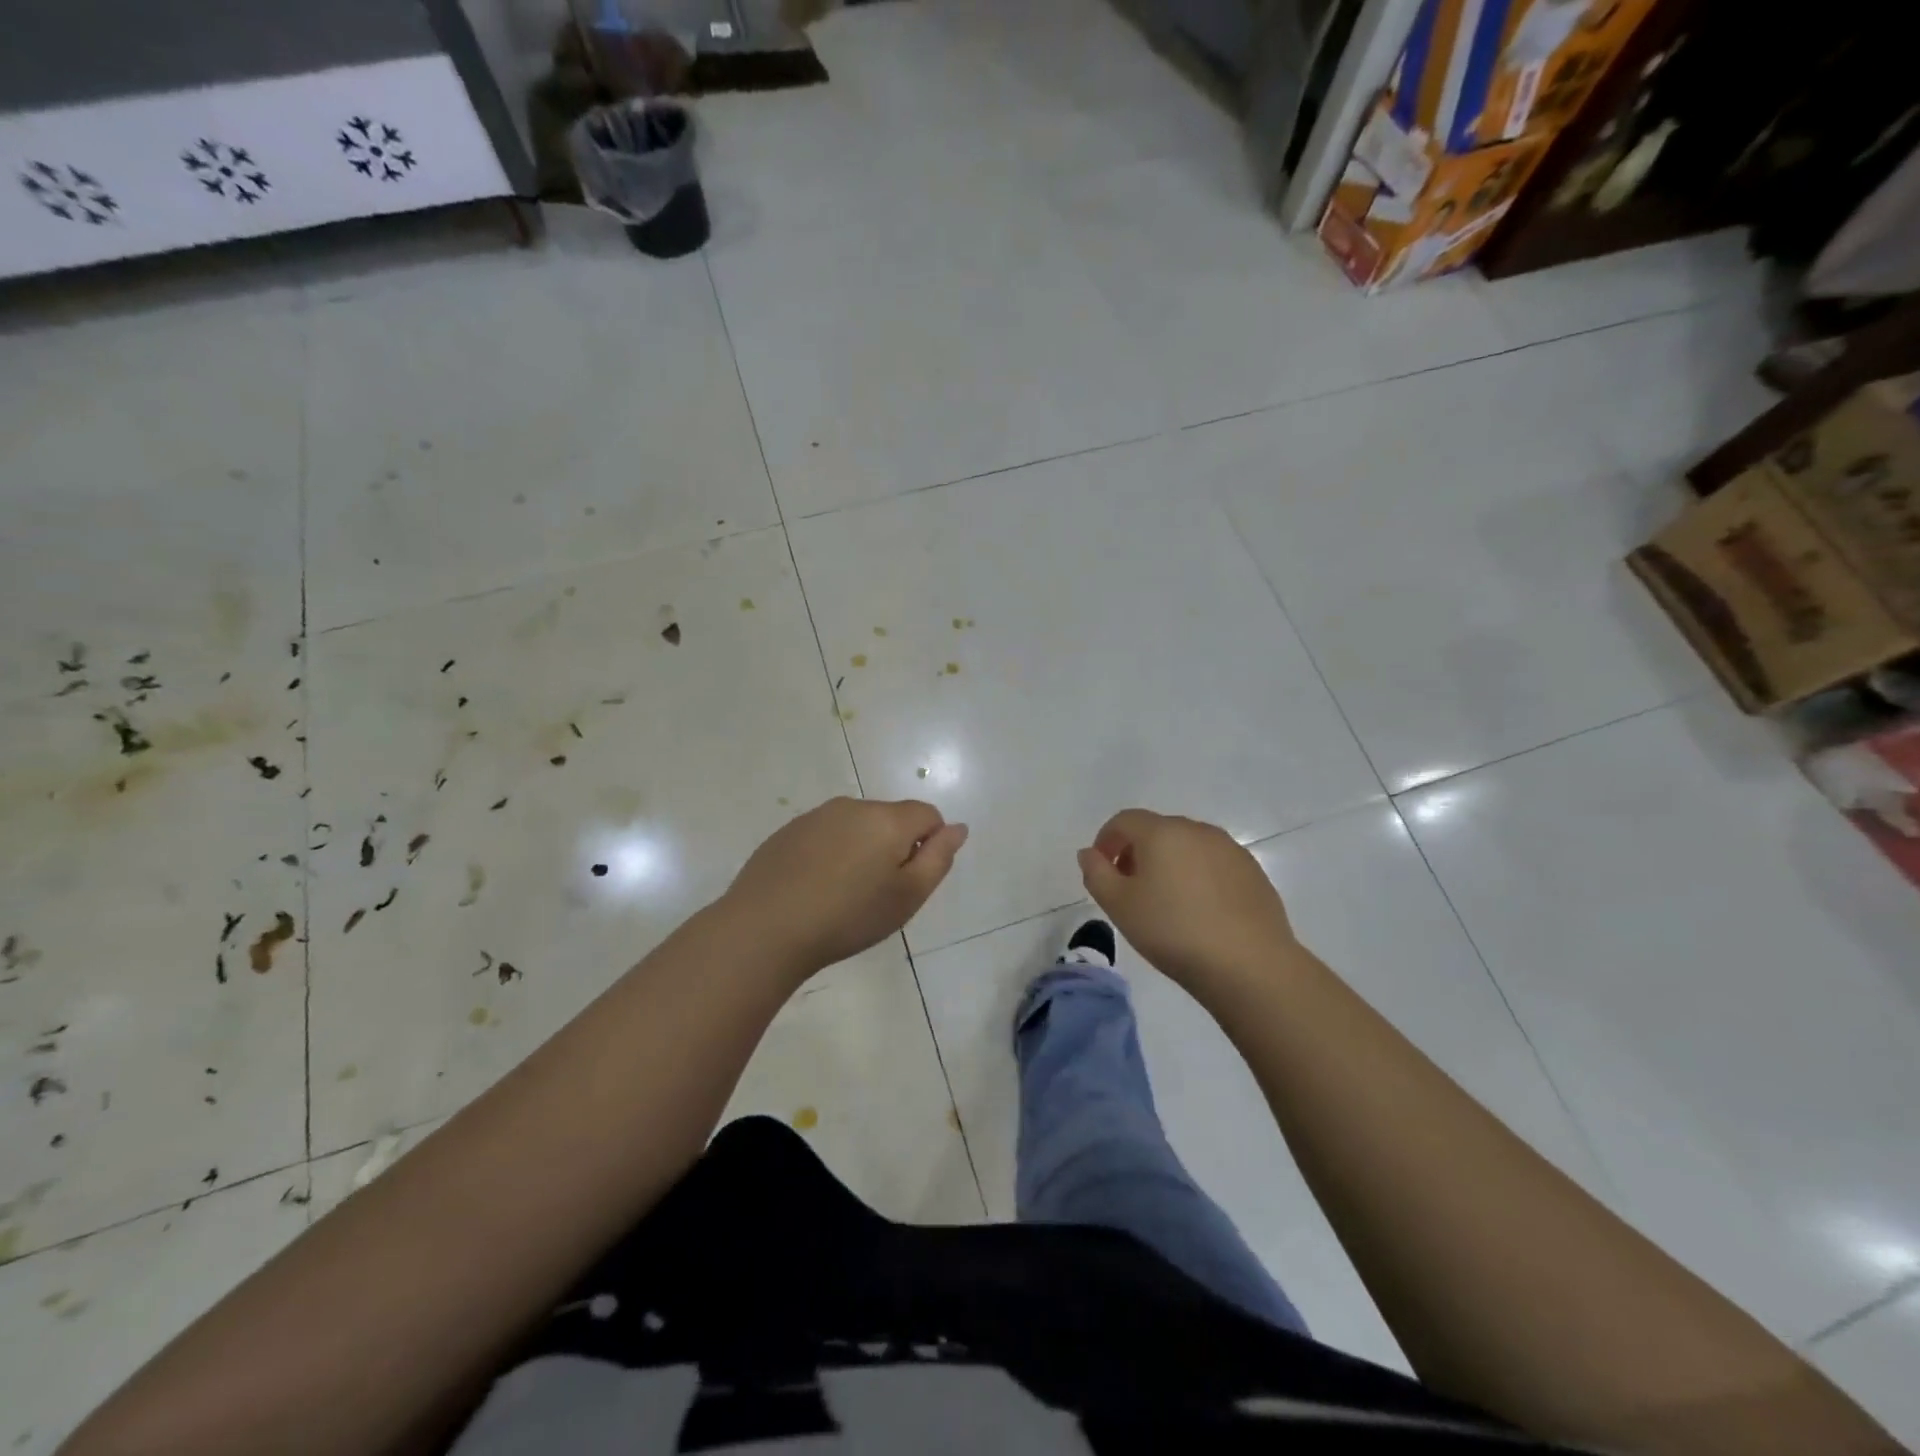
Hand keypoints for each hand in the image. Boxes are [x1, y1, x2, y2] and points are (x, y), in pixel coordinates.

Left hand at [723, 797, 967, 979]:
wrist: (766, 928)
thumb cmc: (848, 917)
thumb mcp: (907, 896)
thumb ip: (938, 857)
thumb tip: (958, 828)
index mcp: (887, 819)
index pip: (928, 814)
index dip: (929, 845)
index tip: (909, 881)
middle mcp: (853, 806)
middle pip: (890, 818)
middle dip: (894, 847)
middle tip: (878, 894)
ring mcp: (816, 816)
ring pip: (856, 826)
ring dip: (860, 850)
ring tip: (843, 895)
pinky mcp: (787, 831)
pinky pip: (824, 835)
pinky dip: (829, 855)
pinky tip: (814, 889)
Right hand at [1077, 809, 1298, 994]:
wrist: (1249, 964)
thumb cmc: (1174, 931)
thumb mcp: (1119, 906)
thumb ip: (1096, 873)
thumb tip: (1090, 853)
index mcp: (1162, 832)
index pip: (1124, 820)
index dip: (1106, 840)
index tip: (1102, 870)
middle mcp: (1197, 830)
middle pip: (1157, 830)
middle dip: (1137, 852)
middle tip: (1130, 888)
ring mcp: (1230, 849)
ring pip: (1188, 846)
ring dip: (1170, 863)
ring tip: (1166, 902)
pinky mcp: (1253, 871)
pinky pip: (1214, 864)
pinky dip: (1198, 876)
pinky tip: (1200, 911)